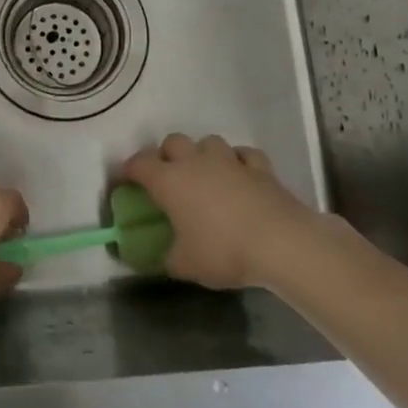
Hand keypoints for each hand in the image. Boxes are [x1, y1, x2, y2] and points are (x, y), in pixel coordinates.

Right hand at [123, 133, 315, 289]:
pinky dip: (239, 162)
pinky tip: (240, 176)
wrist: (280, 243)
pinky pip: (244, 155)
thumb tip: (161, 256)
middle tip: (169, 178)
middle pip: (173, 142)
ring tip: (206, 175)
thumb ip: (166, 258)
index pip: (140, 164)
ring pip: (208, 142)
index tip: (127, 181)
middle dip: (166, 155)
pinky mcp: (260, 167)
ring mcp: (230, 160)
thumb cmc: (223, 251)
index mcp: (170, 181)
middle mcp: (195, 162)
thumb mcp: (185, 265)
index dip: (130, 170)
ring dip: (203, 154)